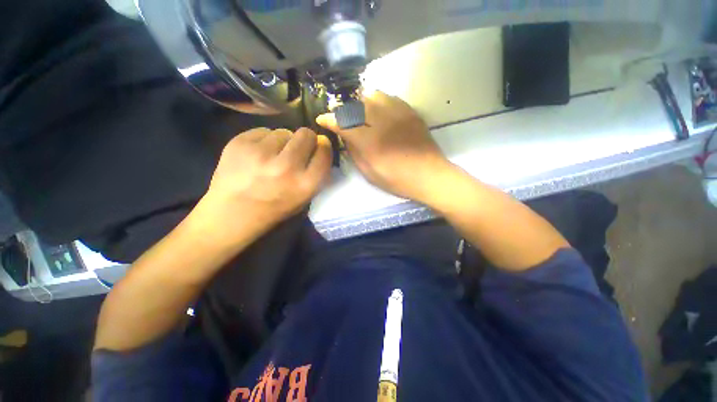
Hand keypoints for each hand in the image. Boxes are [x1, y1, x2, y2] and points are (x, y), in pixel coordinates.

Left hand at [196, 127, 331, 244]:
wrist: (232, 213)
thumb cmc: (274, 209)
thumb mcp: (305, 198)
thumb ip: (316, 174)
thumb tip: (320, 146)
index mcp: (305, 184)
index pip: (324, 152)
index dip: (323, 146)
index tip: (319, 146)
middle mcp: (287, 166)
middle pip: (306, 135)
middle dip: (305, 139)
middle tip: (297, 148)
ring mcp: (262, 153)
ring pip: (284, 131)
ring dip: (283, 141)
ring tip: (272, 155)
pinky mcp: (240, 143)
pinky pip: (263, 131)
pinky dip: (264, 140)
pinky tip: (256, 154)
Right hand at [317, 91, 451, 202]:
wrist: (429, 175)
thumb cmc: (397, 180)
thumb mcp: (370, 173)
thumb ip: (355, 153)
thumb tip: (346, 137)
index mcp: (371, 142)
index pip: (344, 123)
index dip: (330, 120)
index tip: (322, 119)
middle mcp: (383, 122)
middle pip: (356, 105)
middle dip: (344, 109)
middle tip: (341, 117)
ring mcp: (398, 114)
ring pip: (373, 95)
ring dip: (361, 102)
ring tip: (360, 113)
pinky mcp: (410, 111)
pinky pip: (390, 97)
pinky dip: (378, 101)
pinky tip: (378, 111)